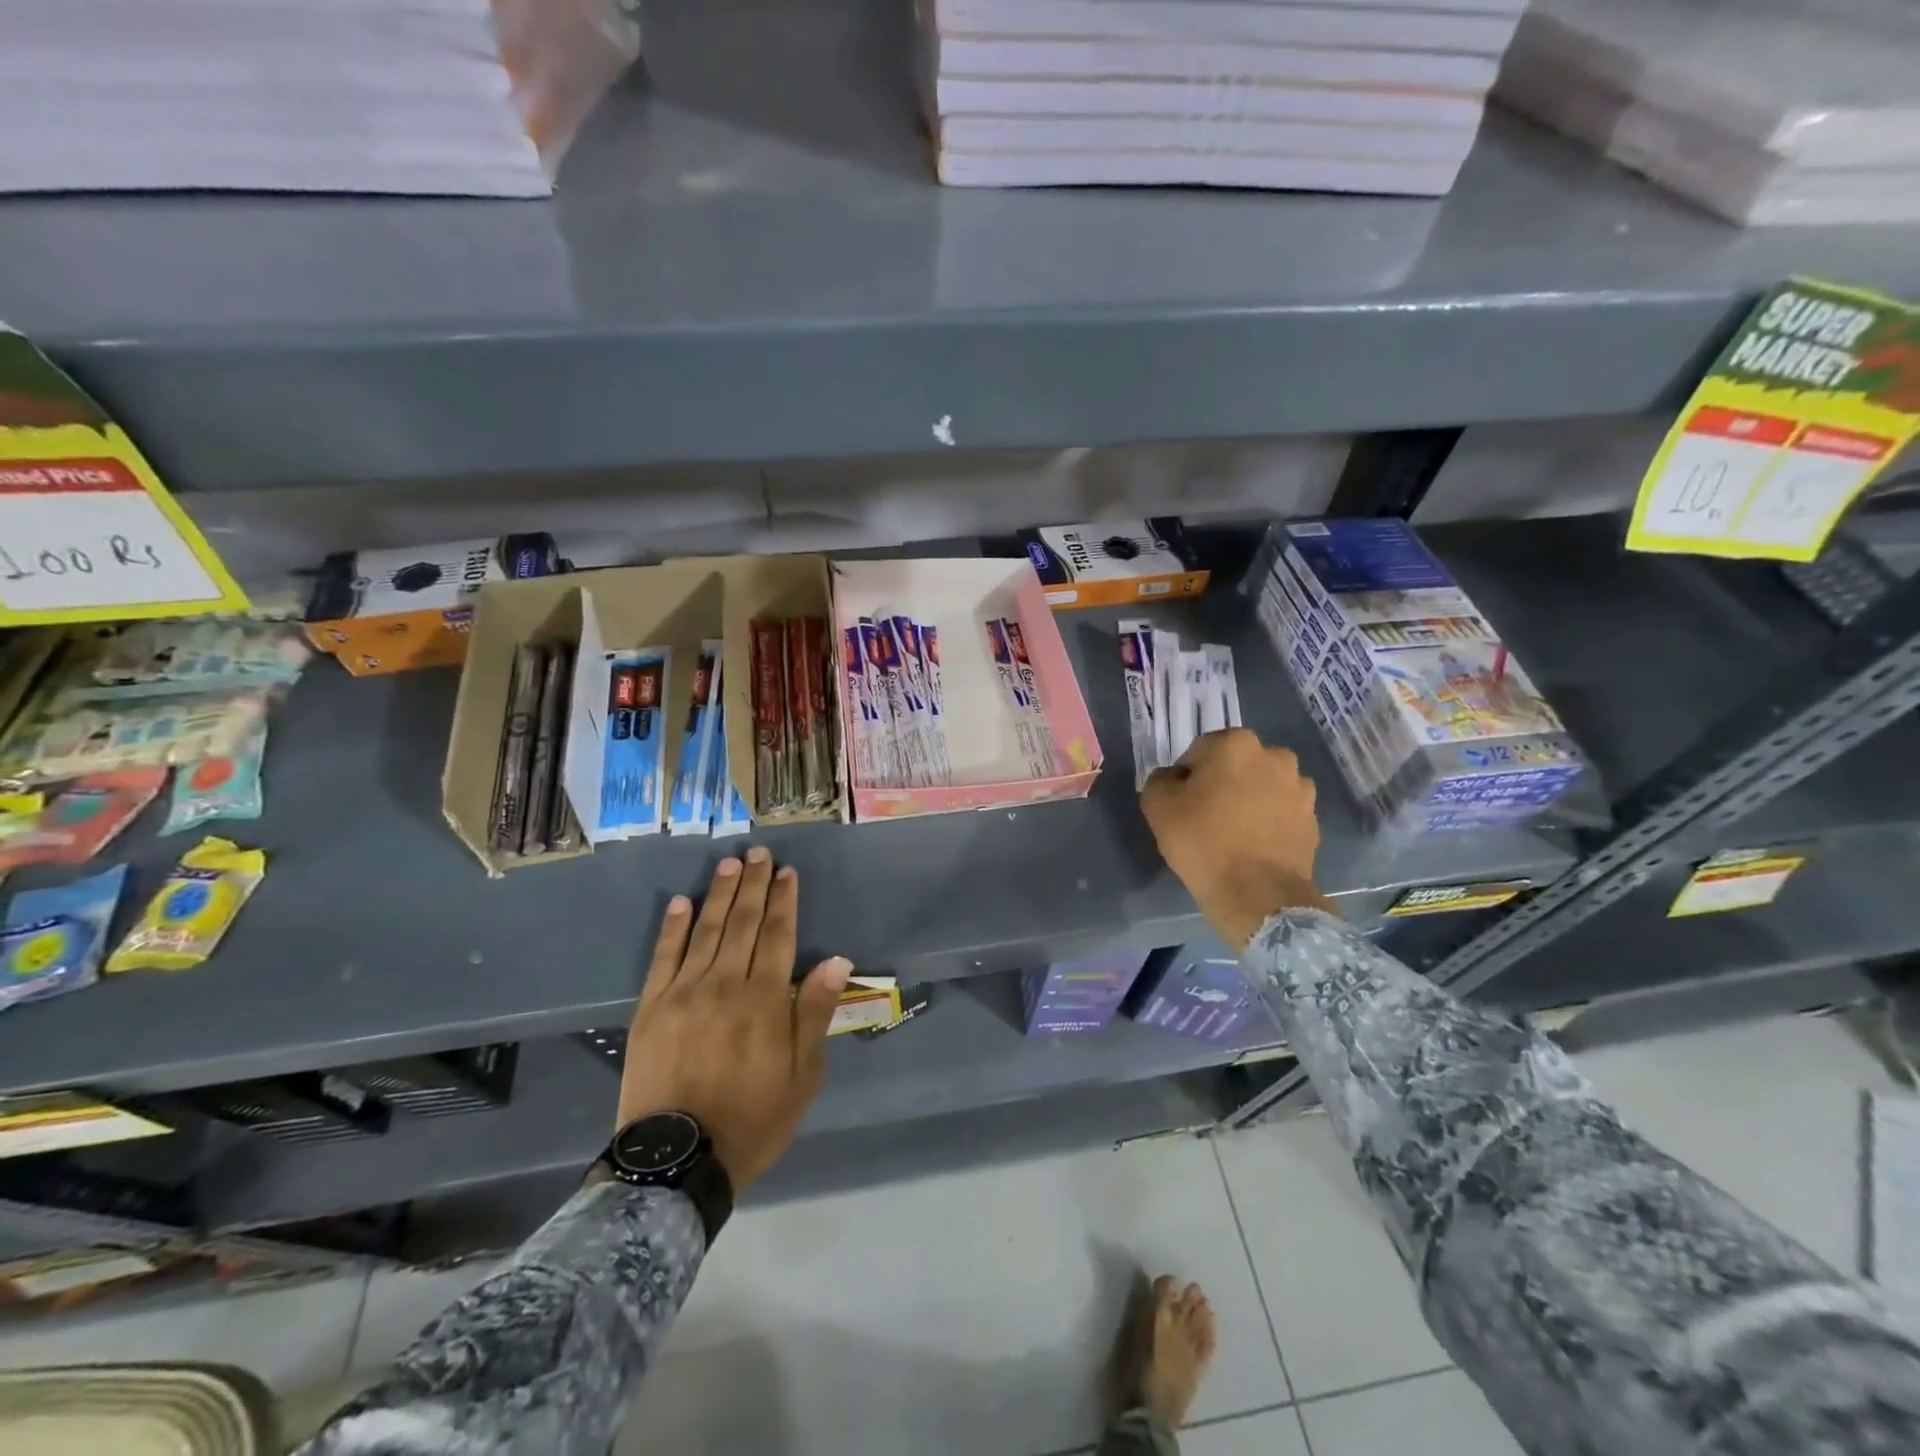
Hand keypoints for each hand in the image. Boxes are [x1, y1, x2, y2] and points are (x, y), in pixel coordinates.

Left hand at [616, 848, 851, 1189]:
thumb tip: (837, 960)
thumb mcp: (803, 1074)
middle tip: (758, 852)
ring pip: (705, 931)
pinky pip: (662, 957)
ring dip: (719, 894)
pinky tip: (681, 902)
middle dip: (753, 885)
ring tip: (729, 864)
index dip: (783, 900)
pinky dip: (673, 927)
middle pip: (742, 923)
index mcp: (765, 999)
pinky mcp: (651, 1007)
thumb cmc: (754, 1118)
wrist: (679, 1161)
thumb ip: (814, 1012)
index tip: (786, 872)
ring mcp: (683, 993)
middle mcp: (725, 984)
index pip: (778, 935)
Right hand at [1141, 728, 1331, 947]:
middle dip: (1223, 782)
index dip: (1187, 776)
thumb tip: (1175, 779)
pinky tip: (1254, 846)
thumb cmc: (1202, 841)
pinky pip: (1281, 812)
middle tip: (1207, 815)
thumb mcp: (1157, 805)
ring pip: (1262, 786)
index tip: (1183, 803)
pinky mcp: (1313, 819)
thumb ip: (1161, 779)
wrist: (1256, 894)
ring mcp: (1300, 788)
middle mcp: (1275, 756)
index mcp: (1236, 743)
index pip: (1200, 750)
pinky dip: (1269, 821)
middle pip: (1236, 764)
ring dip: (1250, 799)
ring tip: (1234, 833)